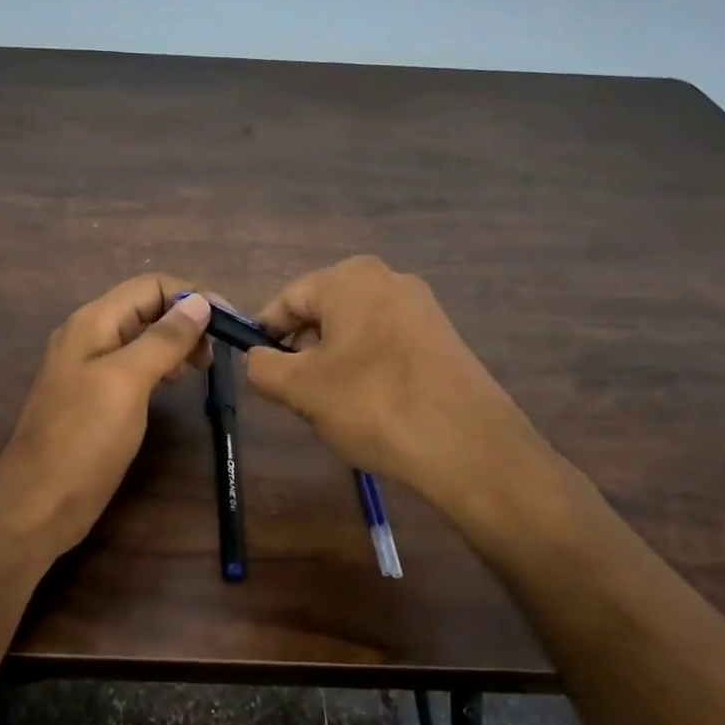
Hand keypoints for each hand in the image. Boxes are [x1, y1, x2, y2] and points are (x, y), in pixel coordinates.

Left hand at [0, 274, 211, 559]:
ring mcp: (90, 368)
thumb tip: (198, 301)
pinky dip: (161, 366)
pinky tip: (175, 384)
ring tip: (202, 368)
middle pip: (146, 307)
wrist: (39, 503)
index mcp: (93, 322)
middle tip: (216, 353)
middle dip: (186, 319)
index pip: (150, 285)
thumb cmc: (84, 437)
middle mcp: (90, 336)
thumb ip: (163, 339)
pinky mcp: (96, 397)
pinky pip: (134, 365)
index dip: (191, 295)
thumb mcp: (127, 381)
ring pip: (142, 337)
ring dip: (177, 343)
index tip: (228, 322)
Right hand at [245, 256, 551, 519]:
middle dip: (302, 351)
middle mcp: (387, 279)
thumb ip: (262, 367)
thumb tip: (257, 359)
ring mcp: (421, 307)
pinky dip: (368, 369)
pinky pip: (386, 344)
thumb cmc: (373, 404)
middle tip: (295, 395)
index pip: (287, 299)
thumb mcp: (300, 389)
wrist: (468, 445)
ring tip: (334, 407)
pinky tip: (371, 407)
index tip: (256, 369)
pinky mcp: (442, 337)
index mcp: (349, 278)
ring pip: (355, 331)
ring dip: (334, 363)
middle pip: (323, 312)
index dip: (264, 334)